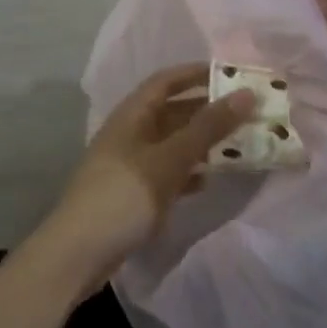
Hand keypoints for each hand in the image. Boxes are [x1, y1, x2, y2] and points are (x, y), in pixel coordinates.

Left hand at [40, 65, 254, 286]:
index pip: (167, 80)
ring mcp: (132, 163)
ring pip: (174, 143)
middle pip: (174, 111)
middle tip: (247, 112)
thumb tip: (247, 93)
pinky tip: (211, 179)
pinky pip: (170, 171)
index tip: (232, 74)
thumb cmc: (123, 195)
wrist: (79, 254)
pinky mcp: (136, 193)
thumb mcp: (169, 159)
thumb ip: (208, 127)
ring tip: (240, 143)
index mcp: (133, 114)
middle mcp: (132, 132)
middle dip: (208, 109)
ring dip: (203, 141)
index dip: (196, 73)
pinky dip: (190, 171)